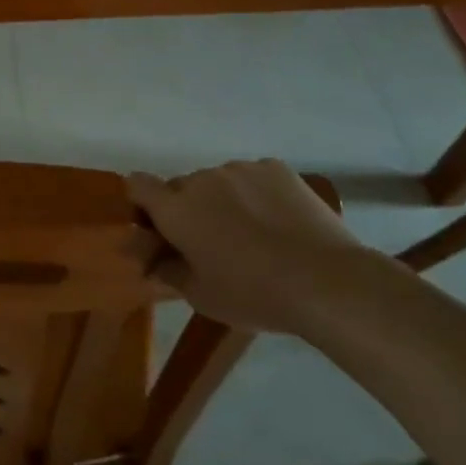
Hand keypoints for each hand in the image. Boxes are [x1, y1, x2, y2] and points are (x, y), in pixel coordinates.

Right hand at [127, 160, 365, 332]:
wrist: (327, 281)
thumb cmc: (254, 294)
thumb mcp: (201, 296)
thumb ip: (167, 271)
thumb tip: (152, 259)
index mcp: (176, 209)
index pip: (137, 184)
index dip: (142, 202)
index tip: (158, 227)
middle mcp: (201, 179)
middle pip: (181, 187)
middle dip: (188, 210)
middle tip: (213, 243)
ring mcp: (240, 169)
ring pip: (218, 182)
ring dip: (223, 201)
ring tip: (254, 234)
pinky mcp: (275, 168)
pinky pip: (252, 178)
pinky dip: (256, 195)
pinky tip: (278, 222)